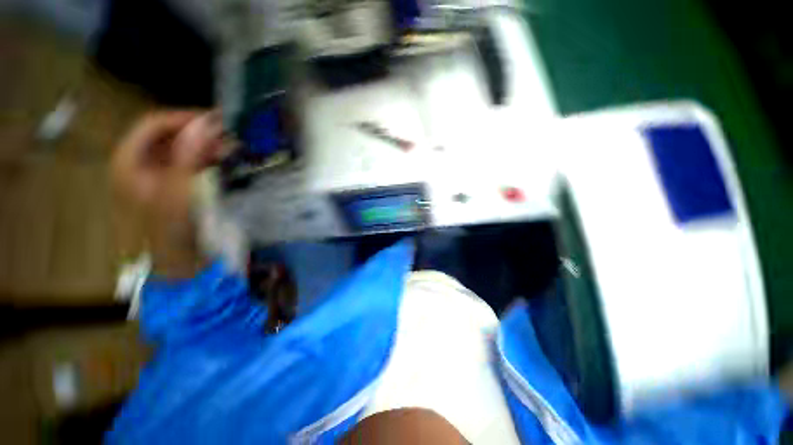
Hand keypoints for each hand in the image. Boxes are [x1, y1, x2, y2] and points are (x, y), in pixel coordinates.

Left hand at [112, 111, 222, 221]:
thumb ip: (189, 154)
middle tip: (226, 134)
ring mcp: (156, 171)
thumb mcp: (179, 188)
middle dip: (197, 132)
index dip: (182, 118)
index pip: (153, 124)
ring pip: (180, 147)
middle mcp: (139, 161)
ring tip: (229, 146)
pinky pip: (188, 160)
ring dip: (205, 144)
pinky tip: (223, 158)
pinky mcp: (172, 181)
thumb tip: (205, 123)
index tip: (214, 120)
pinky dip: (205, 156)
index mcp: (128, 160)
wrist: (178, 255)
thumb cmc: (172, 224)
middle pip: (167, 134)